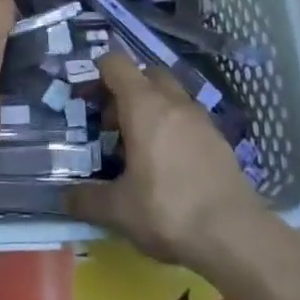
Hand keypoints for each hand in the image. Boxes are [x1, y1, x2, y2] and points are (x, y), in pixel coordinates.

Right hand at [66, 52, 271, 267]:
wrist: (236, 235)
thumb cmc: (169, 210)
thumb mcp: (119, 210)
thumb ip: (87, 199)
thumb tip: (64, 197)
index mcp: (144, 106)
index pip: (116, 64)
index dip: (97, 73)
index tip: (86, 99)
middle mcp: (173, 102)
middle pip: (146, 74)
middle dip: (126, 91)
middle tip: (112, 124)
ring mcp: (201, 118)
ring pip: (170, 95)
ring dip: (152, 108)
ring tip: (140, 146)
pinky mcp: (220, 139)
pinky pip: (188, 118)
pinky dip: (174, 127)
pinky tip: (169, 163)